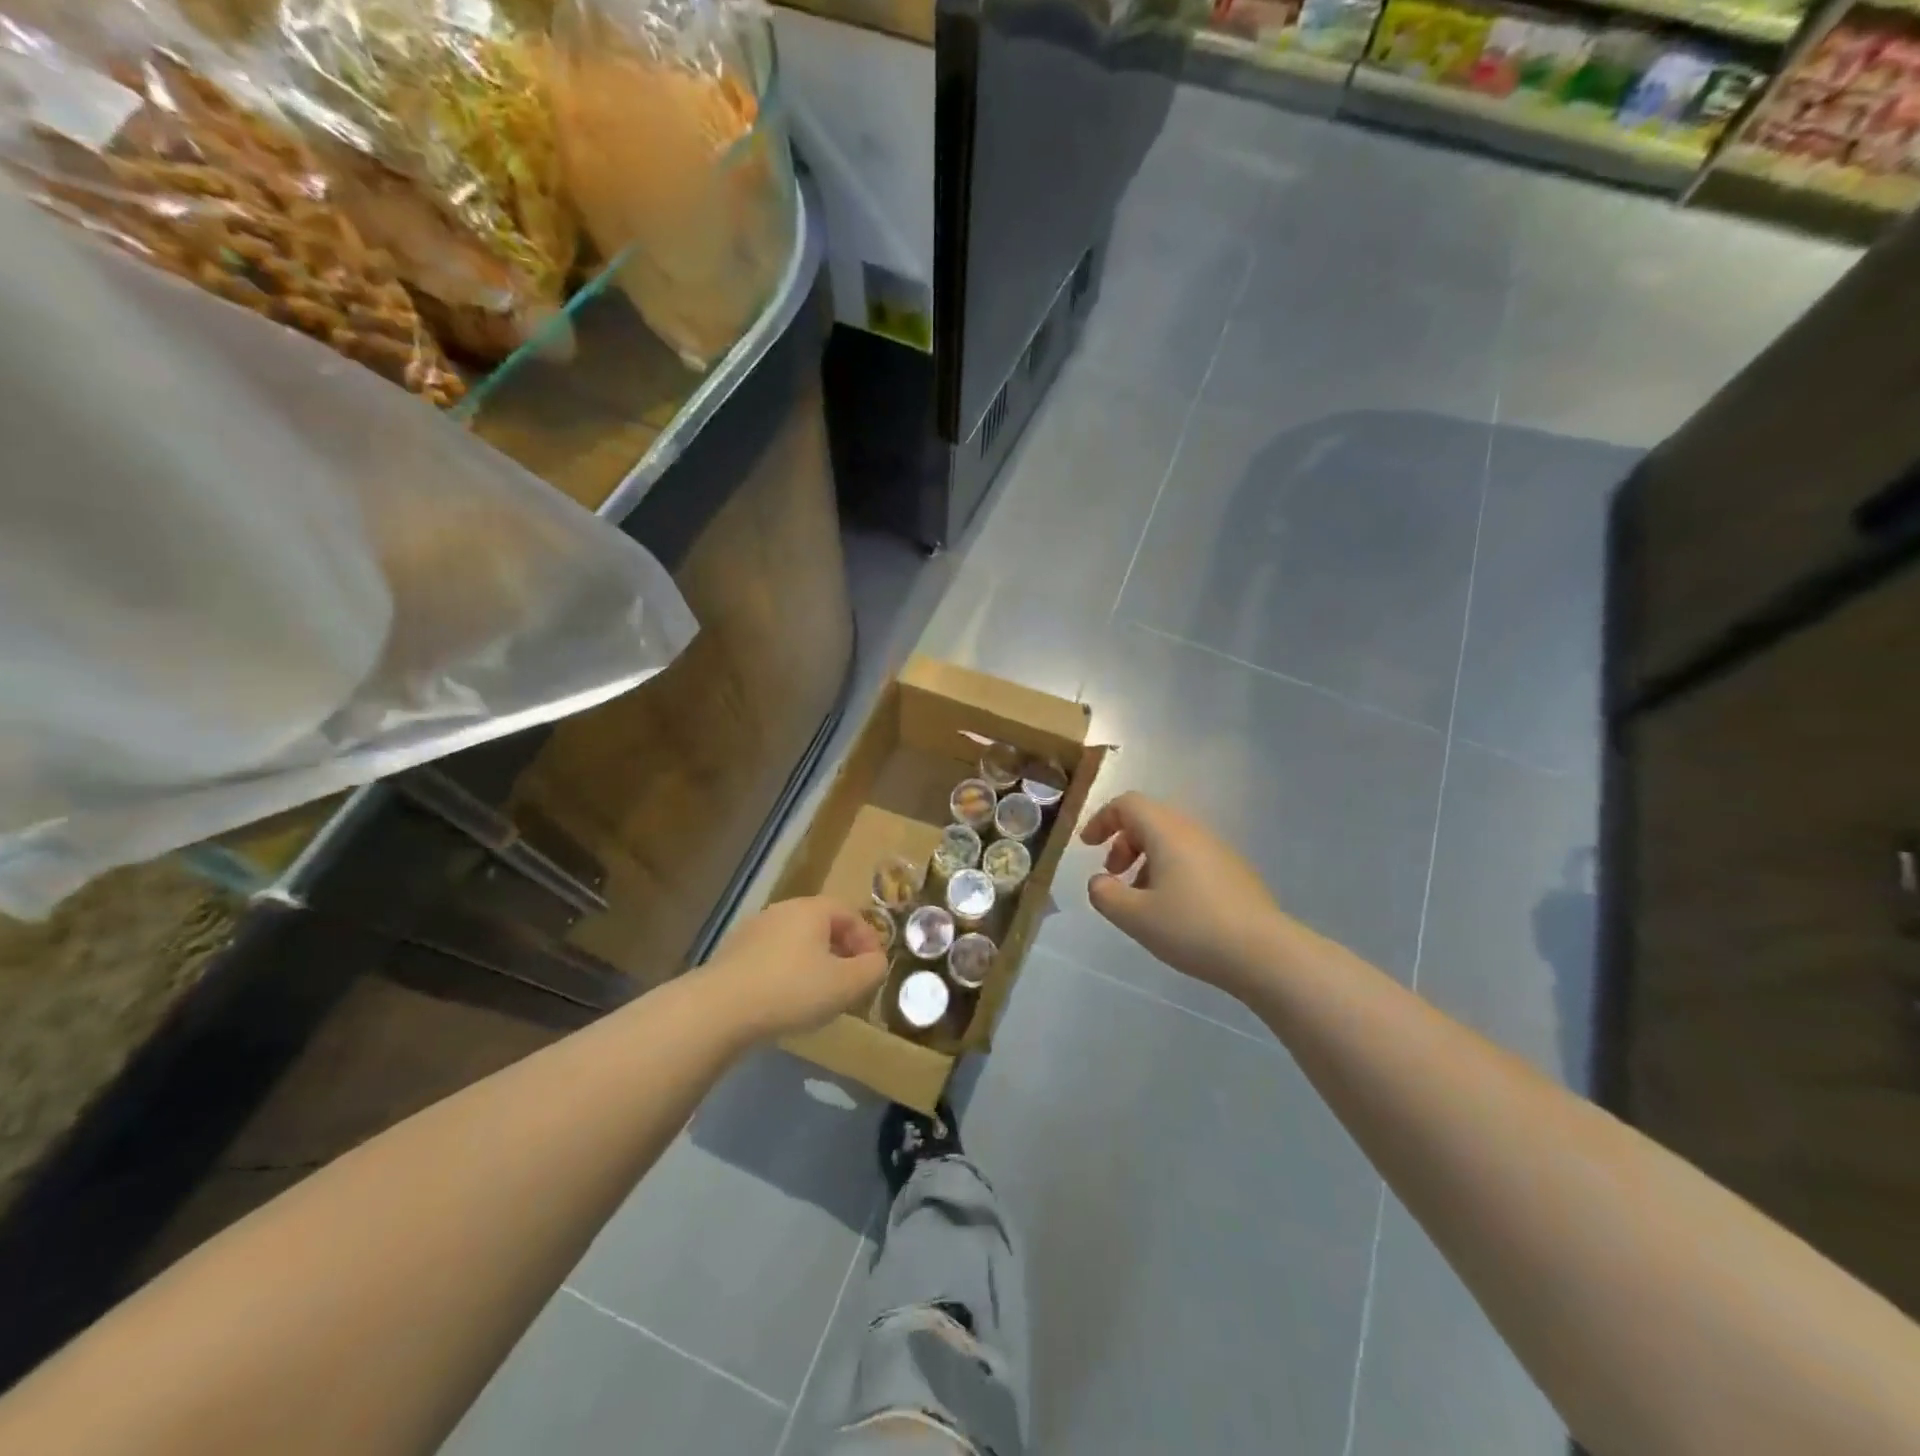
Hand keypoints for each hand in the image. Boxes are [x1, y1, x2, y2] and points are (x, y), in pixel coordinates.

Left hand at [696, 897, 889, 1042]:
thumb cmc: (791, 990)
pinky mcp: (732, 955)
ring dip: (813, 964)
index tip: (873, 968)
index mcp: (812, 910)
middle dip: (841, 951)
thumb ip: (871, 970)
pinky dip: (786, 974)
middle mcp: (782, 911)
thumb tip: (876, 961)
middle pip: (822, 925)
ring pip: (795, 942)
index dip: (867, 939)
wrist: (718, 1010)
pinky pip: (771, 958)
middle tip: (850, 982)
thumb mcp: (845, 985)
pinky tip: (785, 1002)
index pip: (850, 913)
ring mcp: (753, 931)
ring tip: (819, 996)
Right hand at [1080, 791, 1290, 997]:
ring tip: (1140, 898)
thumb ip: (1105, 895)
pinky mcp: (1234, 872)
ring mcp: (1218, 851)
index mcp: (1167, 832)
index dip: (1102, 819)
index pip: (1128, 804)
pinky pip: (1191, 858)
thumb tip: (1099, 882)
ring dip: (1146, 859)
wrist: (1265, 953)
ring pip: (1171, 840)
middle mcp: (1193, 832)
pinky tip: (1171, 910)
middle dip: (1123, 842)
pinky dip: (1169, 871)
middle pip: (1149, 819)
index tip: (1088, 847)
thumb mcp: (1135, 917)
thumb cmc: (1192, 928)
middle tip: (1113, 874)